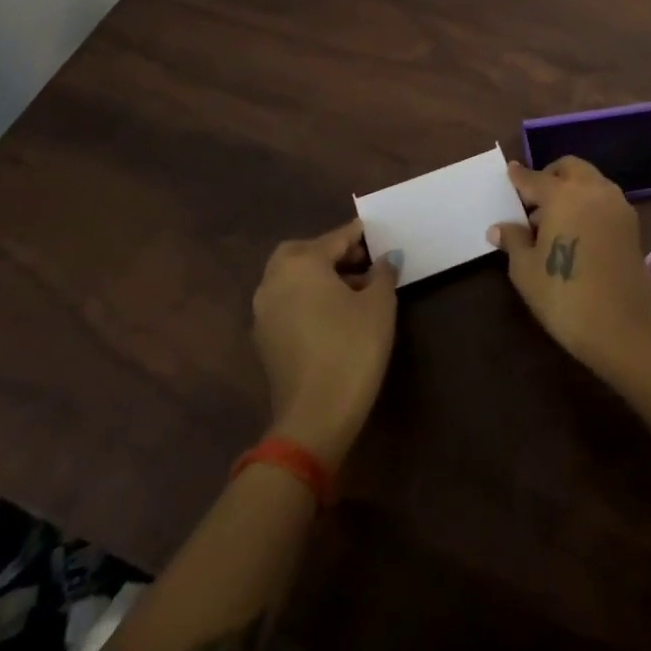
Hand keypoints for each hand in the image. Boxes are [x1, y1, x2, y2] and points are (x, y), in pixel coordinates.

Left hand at [252, 222, 398, 466]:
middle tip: (363, 261)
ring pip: (293, 278)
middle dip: (332, 253)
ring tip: (356, 289)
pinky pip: (288, 302)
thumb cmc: (352, 349)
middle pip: (304, 252)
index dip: (359, 235)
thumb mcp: (379, 305)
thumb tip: (387, 258)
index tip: (377, 233)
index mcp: (301, 263)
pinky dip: (308, 298)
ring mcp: (264, 311)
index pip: (335, 238)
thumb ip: (383, 273)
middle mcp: (274, 280)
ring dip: (320, 276)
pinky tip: (336, 314)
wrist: (314, 417)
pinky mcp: (264, 339)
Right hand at [488, 157, 650, 379]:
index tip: (510, 171)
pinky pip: (605, 200)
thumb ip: (514, 240)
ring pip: (591, 182)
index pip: (535, 178)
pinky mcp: (632, 224)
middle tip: (534, 200)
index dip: (520, 177)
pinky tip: (577, 230)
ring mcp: (617, 205)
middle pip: (570, 168)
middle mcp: (593, 190)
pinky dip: (589, 203)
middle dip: (550, 176)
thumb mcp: (526, 270)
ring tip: (554, 220)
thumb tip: (499, 228)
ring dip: (572, 189)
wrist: (622, 327)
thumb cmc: (564, 296)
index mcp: (563, 195)